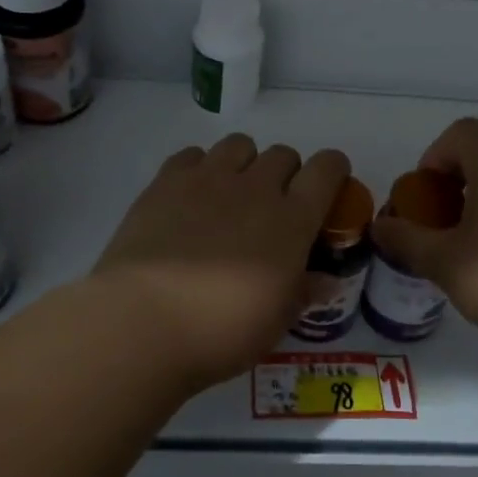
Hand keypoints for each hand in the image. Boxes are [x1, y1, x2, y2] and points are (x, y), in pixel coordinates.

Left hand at [93, 134, 350, 388]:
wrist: (144, 322)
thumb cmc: (222, 331)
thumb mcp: (276, 321)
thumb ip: (303, 292)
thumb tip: (324, 280)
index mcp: (291, 221)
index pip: (326, 170)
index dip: (333, 169)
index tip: (329, 184)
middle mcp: (255, 188)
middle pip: (283, 154)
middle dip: (286, 173)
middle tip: (273, 206)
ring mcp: (208, 180)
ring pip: (239, 145)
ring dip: (245, 163)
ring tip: (231, 195)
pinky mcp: (166, 182)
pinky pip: (192, 154)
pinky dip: (199, 168)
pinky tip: (190, 197)